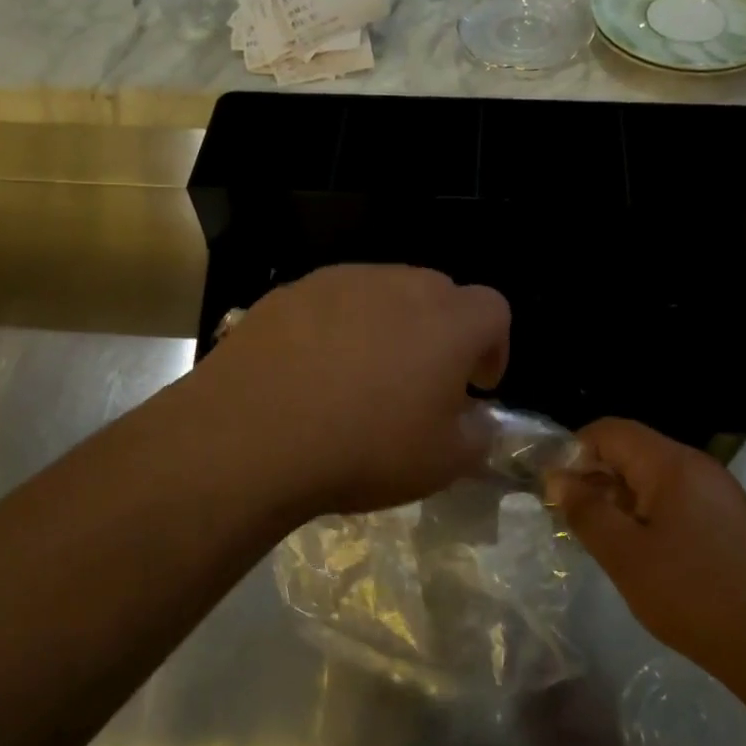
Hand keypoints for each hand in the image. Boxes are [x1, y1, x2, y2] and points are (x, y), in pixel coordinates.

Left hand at [192, 265, 510, 517]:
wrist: (252, 435)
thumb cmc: (363, 449)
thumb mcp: (441, 464)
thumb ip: (477, 436)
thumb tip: (477, 420)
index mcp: (448, 322)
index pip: (494, 310)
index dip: (493, 346)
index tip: (475, 385)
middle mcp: (399, 285)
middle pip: (439, 293)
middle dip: (442, 332)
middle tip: (421, 380)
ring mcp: (341, 281)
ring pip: (383, 292)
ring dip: (389, 325)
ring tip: (362, 374)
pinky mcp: (292, 291)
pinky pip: (332, 301)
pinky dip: (337, 326)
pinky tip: (313, 369)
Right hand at [548, 419, 745, 682]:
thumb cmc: (694, 595)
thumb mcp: (625, 555)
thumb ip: (586, 511)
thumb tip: (557, 478)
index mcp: (672, 464)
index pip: (609, 430)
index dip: (574, 451)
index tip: (554, 489)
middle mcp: (698, 468)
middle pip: (632, 451)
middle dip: (594, 477)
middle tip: (570, 519)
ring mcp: (719, 494)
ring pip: (652, 479)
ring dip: (619, 500)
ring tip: (601, 540)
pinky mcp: (730, 521)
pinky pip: (675, 501)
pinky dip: (647, 516)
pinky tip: (641, 555)